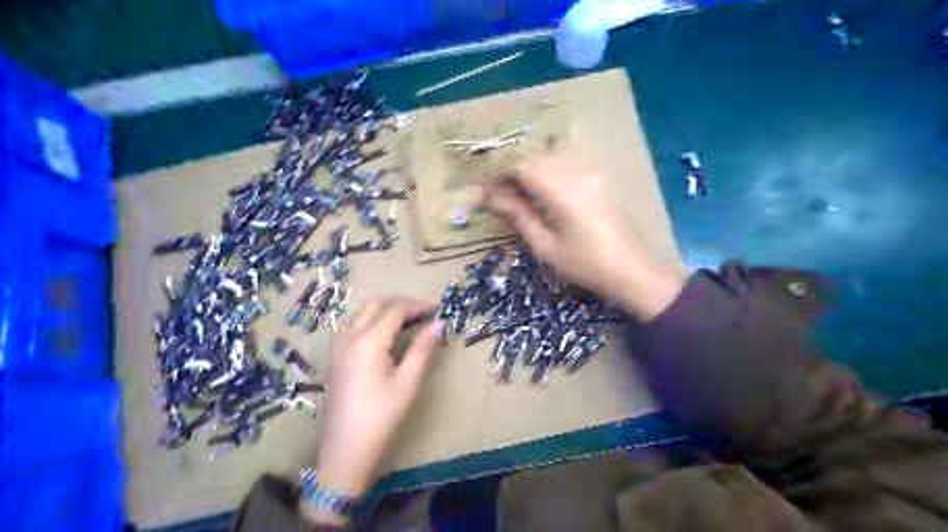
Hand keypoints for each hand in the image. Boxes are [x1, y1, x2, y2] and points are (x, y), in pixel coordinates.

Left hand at [305, 298, 446, 524]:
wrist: (345, 450)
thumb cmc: (381, 417)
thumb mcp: (408, 382)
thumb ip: (423, 348)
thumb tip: (439, 323)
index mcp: (368, 341)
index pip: (396, 310)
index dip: (419, 306)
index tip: (439, 309)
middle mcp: (350, 336)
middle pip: (377, 304)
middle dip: (402, 303)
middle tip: (425, 313)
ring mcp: (339, 345)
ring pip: (363, 312)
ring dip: (387, 309)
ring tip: (410, 321)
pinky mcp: (336, 355)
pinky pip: (354, 324)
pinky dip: (373, 319)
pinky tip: (386, 334)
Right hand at [483, 153, 681, 319]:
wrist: (633, 272)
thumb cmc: (586, 265)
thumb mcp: (545, 245)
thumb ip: (518, 216)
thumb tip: (490, 199)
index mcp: (561, 190)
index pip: (522, 167)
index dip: (498, 175)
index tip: (482, 190)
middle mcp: (576, 174)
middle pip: (535, 161)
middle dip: (511, 174)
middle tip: (495, 197)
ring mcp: (590, 177)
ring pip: (550, 164)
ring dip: (528, 176)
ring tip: (514, 199)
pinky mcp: (598, 184)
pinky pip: (564, 171)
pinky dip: (546, 180)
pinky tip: (540, 199)